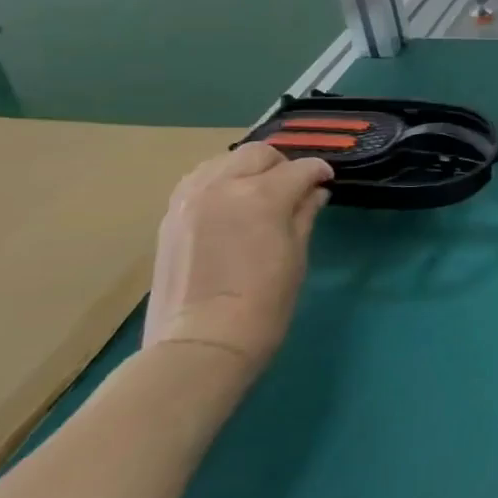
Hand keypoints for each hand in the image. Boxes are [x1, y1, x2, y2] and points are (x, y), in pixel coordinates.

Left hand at [142, 144, 333, 381]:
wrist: (201, 344)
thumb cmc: (264, 303)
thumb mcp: (296, 255)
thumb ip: (304, 214)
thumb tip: (315, 192)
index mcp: (262, 195)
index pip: (300, 168)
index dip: (319, 173)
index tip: (326, 183)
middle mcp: (223, 186)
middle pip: (258, 154)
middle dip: (282, 165)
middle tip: (293, 188)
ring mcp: (191, 199)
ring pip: (224, 160)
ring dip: (246, 169)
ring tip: (257, 193)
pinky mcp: (170, 216)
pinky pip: (198, 180)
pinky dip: (217, 182)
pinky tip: (227, 204)